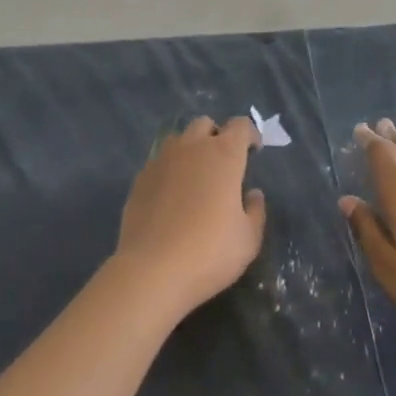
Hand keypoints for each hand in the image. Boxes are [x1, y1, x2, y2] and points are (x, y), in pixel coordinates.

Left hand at [116, 115, 267, 316]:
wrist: (152, 271)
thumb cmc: (210, 253)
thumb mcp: (248, 239)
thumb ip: (255, 211)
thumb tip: (253, 194)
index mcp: (224, 155)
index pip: (240, 125)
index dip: (250, 134)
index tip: (253, 152)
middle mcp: (192, 148)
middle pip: (205, 124)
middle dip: (217, 136)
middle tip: (223, 164)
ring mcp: (161, 160)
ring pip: (178, 139)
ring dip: (190, 149)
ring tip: (195, 177)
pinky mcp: (139, 179)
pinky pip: (158, 163)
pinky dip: (169, 170)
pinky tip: (170, 197)